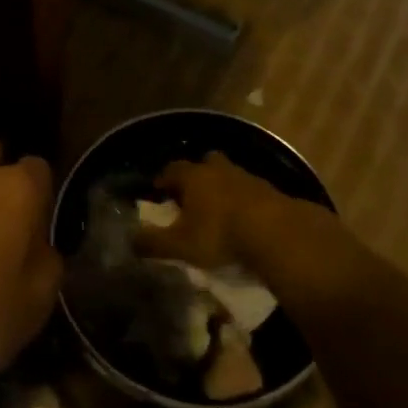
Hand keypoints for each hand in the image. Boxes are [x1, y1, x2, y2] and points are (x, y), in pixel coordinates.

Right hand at [135, 151, 311, 268]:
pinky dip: (244, 200)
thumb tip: (130, 240)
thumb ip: (153, 242)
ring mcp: (248, 177)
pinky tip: (244, 218)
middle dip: (197, 175)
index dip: (163, 179)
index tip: (158, 191)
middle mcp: (219, 170)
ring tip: (218, 209)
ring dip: (222, 187)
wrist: (277, 233)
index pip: (171, 169)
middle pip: (205, 163)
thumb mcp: (180, 245)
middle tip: (191, 195)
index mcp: (193, 177)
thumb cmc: (220, 234)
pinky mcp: (271, 191)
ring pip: (229, 175)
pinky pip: (250, 190)